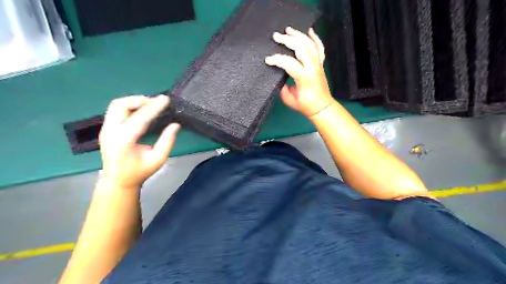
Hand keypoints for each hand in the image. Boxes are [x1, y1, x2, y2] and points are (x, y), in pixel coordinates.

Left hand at [98, 95, 180, 190]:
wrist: (117, 181)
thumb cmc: (139, 172)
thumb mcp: (158, 159)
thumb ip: (167, 141)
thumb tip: (175, 125)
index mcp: (123, 141)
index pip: (139, 118)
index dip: (153, 107)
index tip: (165, 99)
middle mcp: (110, 132)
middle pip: (120, 105)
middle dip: (139, 100)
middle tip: (156, 103)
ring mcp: (105, 130)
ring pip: (116, 105)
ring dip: (133, 102)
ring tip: (149, 105)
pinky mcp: (106, 129)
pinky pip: (116, 111)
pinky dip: (129, 107)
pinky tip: (141, 111)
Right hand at [265, 26, 334, 117]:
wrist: (321, 107)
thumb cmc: (304, 105)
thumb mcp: (288, 99)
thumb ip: (282, 85)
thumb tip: (277, 73)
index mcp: (305, 78)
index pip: (290, 63)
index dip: (277, 60)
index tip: (267, 60)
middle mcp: (313, 68)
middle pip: (301, 48)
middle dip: (287, 40)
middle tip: (276, 36)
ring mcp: (318, 64)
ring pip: (310, 44)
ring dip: (298, 35)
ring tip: (288, 30)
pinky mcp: (321, 64)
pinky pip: (320, 48)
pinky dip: (315, 38)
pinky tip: (309, 31)